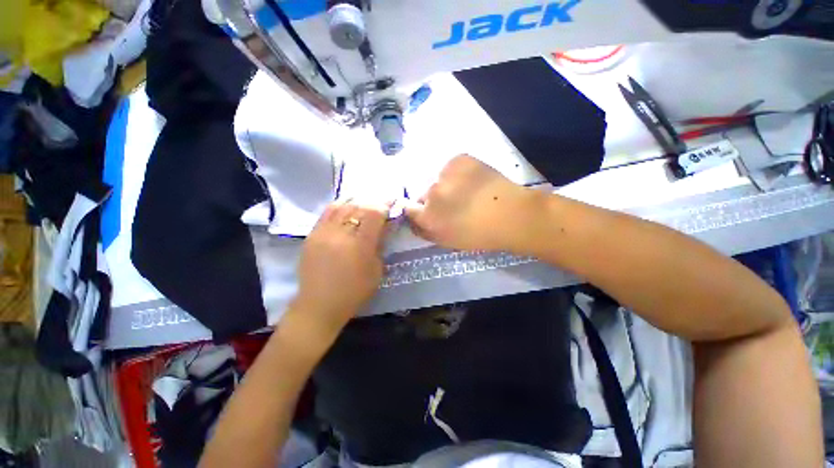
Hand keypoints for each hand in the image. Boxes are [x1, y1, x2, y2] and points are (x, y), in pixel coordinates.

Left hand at [292, 199, 391, 334]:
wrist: (319, 305)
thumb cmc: (354, 292)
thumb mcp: (376, 270)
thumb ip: (381, 245)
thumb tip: (385, 225)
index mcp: (360, 245)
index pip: (374, 213)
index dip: (385, 204)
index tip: (392, 202)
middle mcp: (341, 234)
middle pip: (359, 206)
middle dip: (373, 202)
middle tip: (380, 204)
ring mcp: (323, 232)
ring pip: (342, 205)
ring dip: (357, 201)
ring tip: (365, 203)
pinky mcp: (312, 234)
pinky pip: (327, 212)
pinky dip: (340, 205)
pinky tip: (347, 206)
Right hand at [405, 155, 537, 251]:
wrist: (511, 214)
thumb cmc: (479, 235)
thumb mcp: (447, 241)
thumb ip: (425, 231)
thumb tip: (414, 219)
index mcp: (427, 216)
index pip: (408, 208)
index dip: (418, 211)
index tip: (429, 213)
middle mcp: (431, 192)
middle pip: (423, 193)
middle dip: (433, 200)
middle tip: (453, 204)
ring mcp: (444, 173)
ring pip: (437, 179)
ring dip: (445, 185)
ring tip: (465, 192)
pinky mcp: (458, 159)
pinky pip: (450, 167)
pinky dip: (457, 173)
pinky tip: (472, 180)